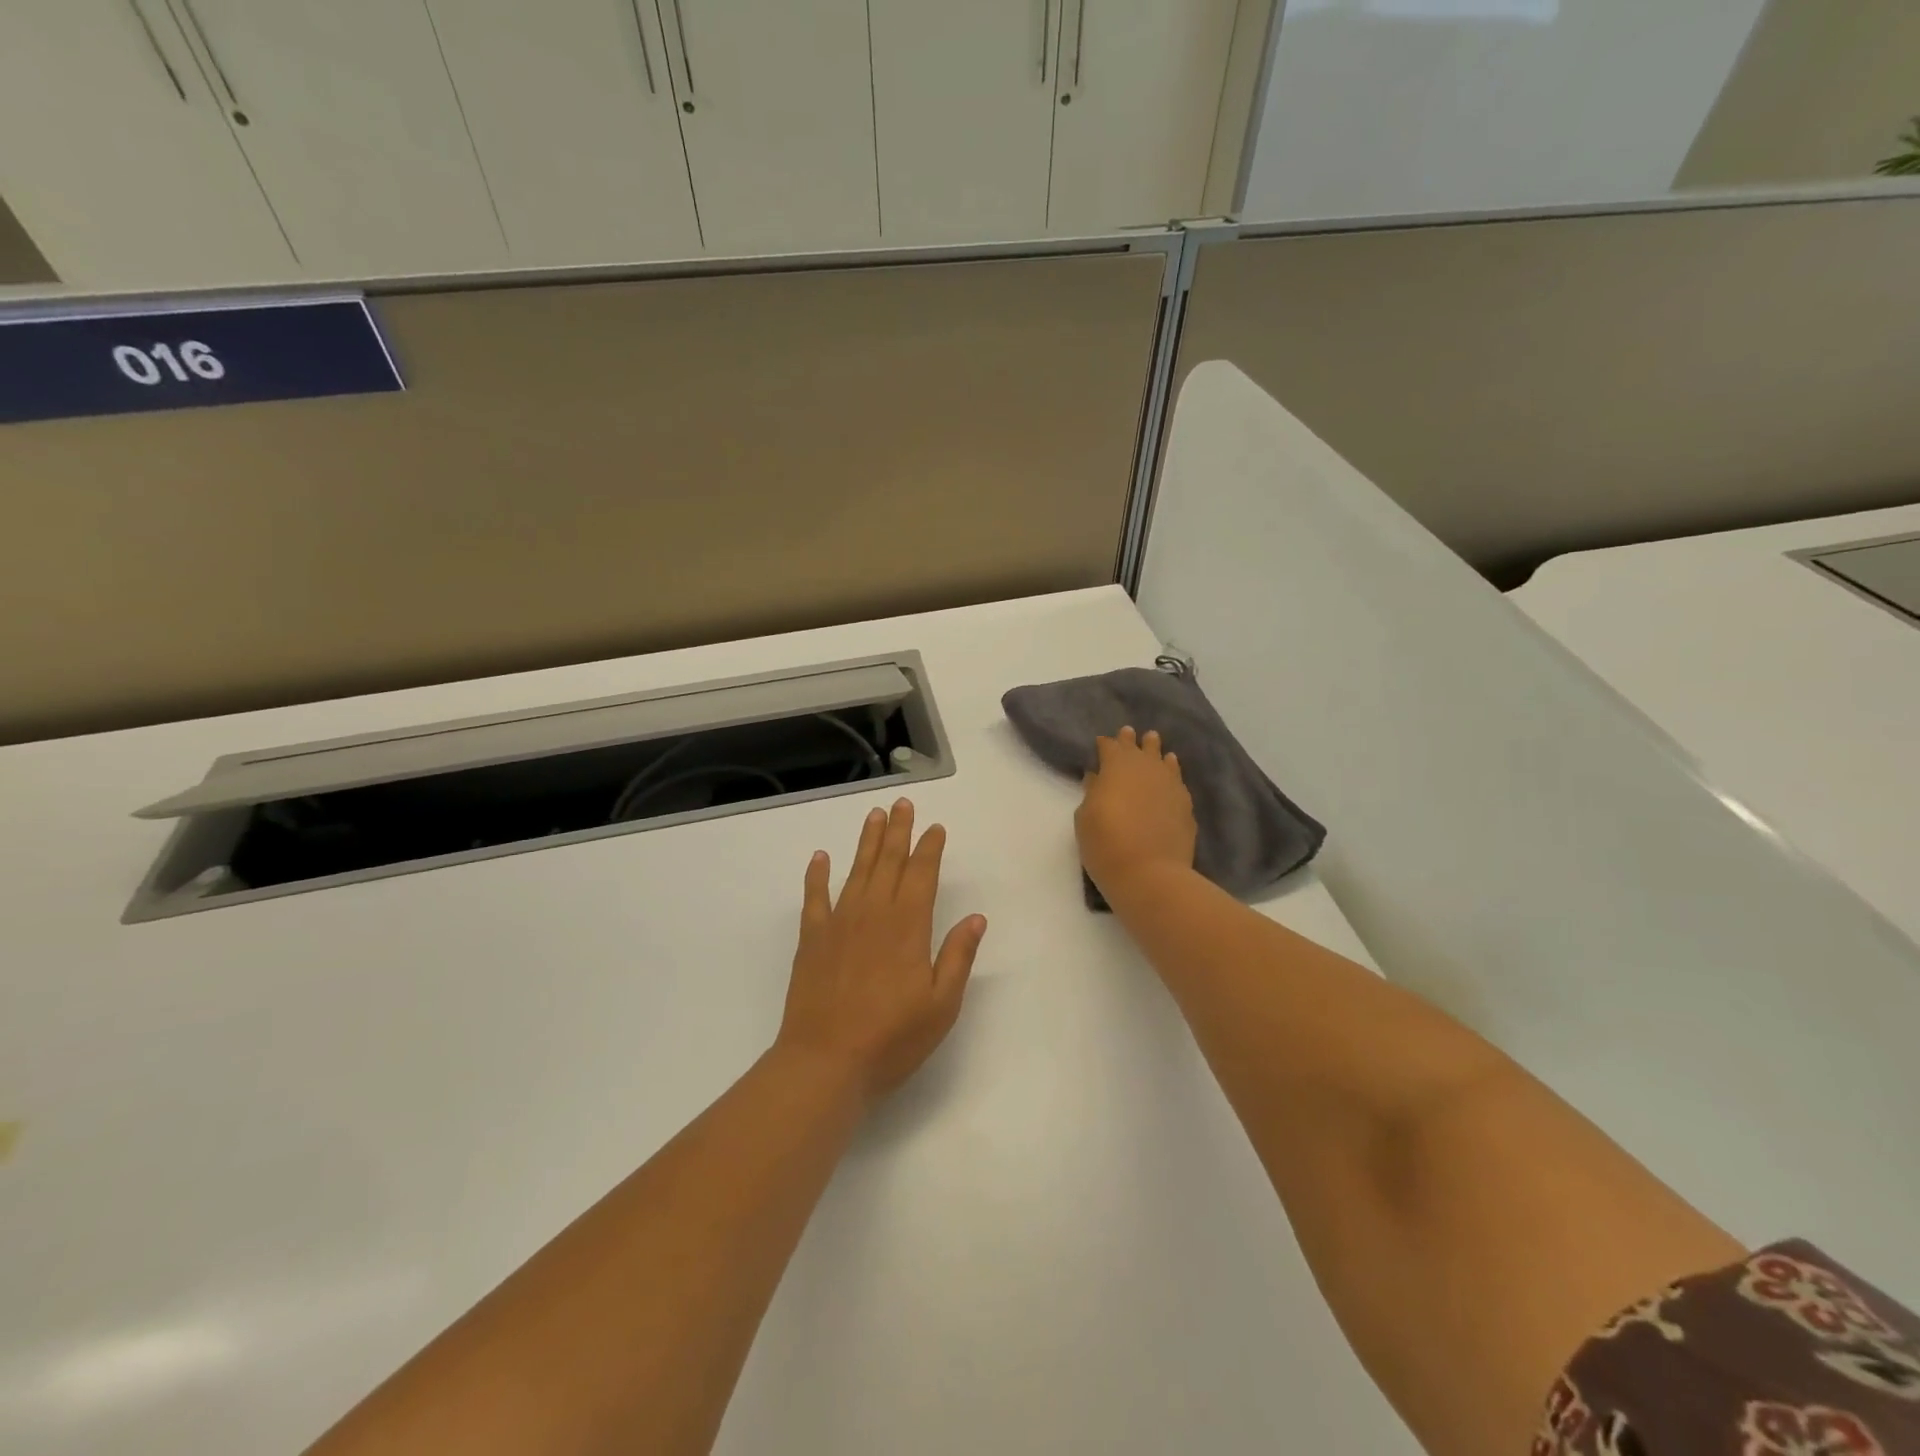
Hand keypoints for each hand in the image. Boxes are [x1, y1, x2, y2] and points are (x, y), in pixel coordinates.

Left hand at [776, 799, 987, 1105]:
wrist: (825, 1062)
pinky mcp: (812, 939)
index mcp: (908, 927)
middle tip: (902, 803)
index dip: (929, 848)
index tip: (935, 827)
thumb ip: (957, 957)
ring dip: (866, 842)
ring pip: (856, 871)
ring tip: (874, 816)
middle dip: (898, 831)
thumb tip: (976, 918)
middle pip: (888, 862)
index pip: (922, 875)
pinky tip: (820, 858)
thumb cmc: (891, 1038)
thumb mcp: (941, 1005)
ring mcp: (839, 923)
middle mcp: (874, 914)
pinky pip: (814, 898)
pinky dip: (817, 876)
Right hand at [1075, 726, 1197, 900]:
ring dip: (1155, 751)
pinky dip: (1171, 771)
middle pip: (1138, 747)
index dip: (1105, 744)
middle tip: (1129, 732)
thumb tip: (1097, 778)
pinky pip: (1177, 779)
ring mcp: (1170, 785)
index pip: (1110, 746)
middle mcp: (1146, 768)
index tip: (1101, 743)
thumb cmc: (1106, 844)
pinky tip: (1171, 771)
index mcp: (1116, 766)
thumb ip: (1092, 793)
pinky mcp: (1185, 804)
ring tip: (1153, 743)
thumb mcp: (1085, 818)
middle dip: (1131, 741)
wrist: (1150, 873)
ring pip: (1162, 759)